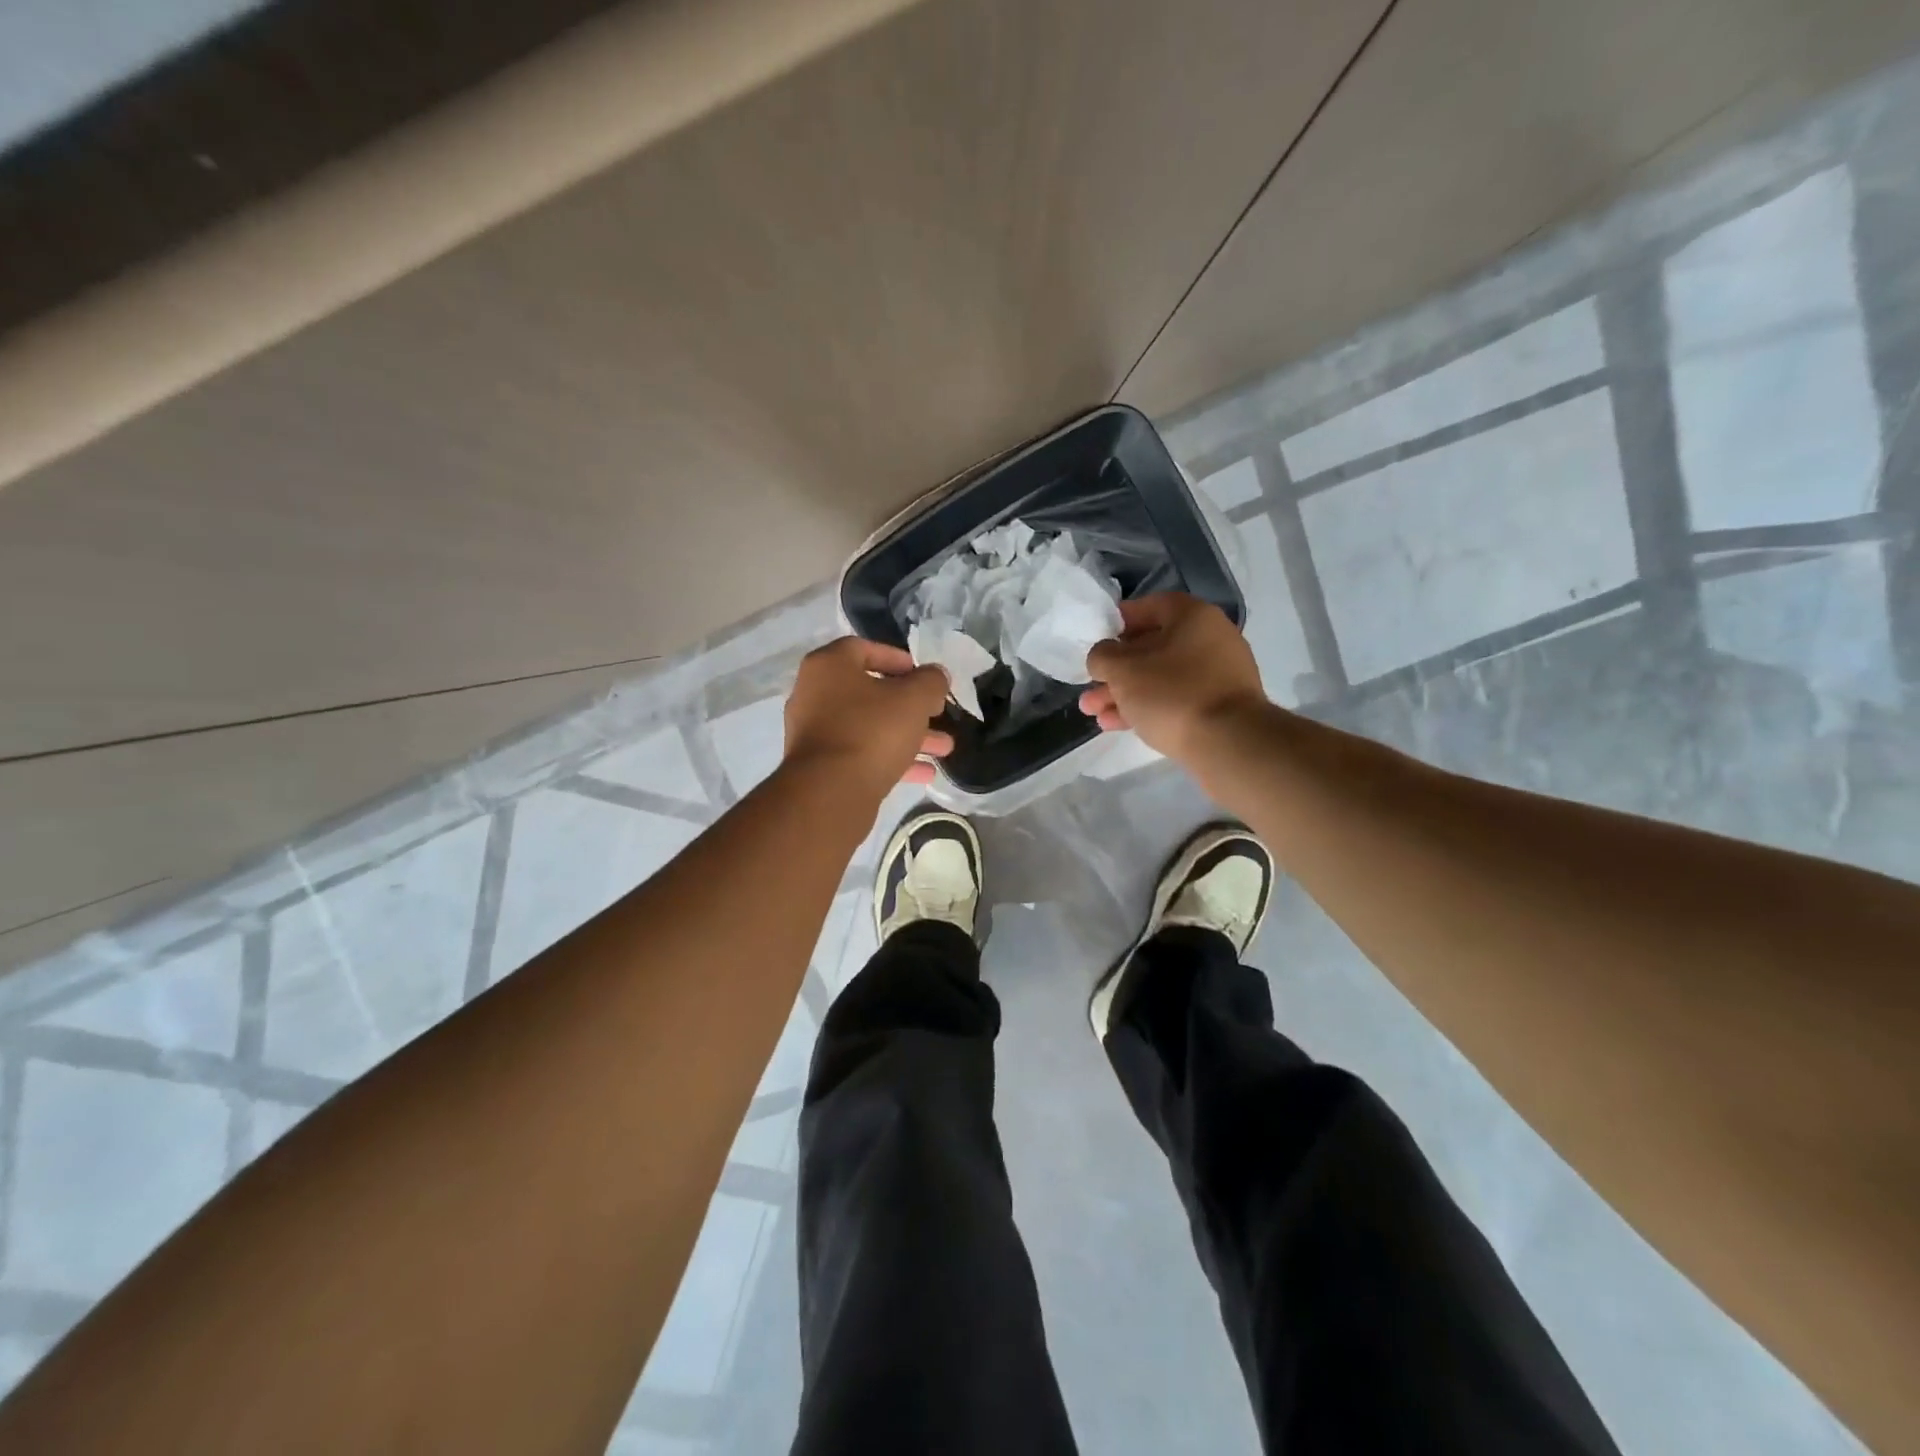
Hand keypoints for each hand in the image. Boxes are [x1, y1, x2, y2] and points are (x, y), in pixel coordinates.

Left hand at [784, 638, 954, 794]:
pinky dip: (891, 758)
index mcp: (828, 667)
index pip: (863, 649)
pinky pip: (861, 753)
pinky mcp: (821, 766)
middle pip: (870, 693)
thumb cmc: (872, 731)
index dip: (898, 659)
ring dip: (908, 735)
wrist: (830, 793)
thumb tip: (935, 676)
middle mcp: (814, 694)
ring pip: (870, 726)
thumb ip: (931, 681)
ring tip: (944, 749)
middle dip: (911, 706)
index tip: (924, 676)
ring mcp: (815, 732)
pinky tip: (925, 773)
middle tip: (939, 714)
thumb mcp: (914, 699)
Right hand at [1081, 593, 1267, 762]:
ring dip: (1125, 694)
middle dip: (1115, 671)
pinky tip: (1116, 725)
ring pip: (1161, 678)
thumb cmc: (1171, 693)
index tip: (1096, 640)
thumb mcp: (1123, 670)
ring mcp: (1218, 675)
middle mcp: (1211, 639)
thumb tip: (1103, 655)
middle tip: (1089, 688)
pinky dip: (1148, 707)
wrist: (1228, 743)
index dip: (1118, 621)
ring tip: (1094, 713)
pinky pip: (1176, 699)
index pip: (1150, 606)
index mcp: (1193, 617)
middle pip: (1152, 648)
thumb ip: (1103, 656)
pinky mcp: (1219, 706)